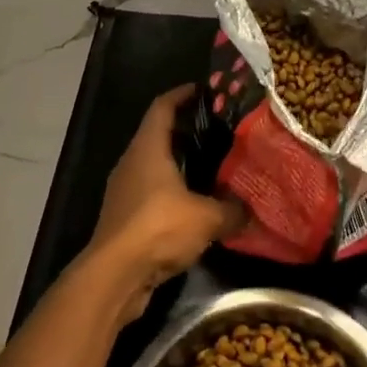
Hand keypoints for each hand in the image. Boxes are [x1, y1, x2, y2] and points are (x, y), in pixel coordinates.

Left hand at [87, 85, 244, 324]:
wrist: (114, 275)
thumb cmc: (158, 228)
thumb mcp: (206, 218)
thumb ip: (231, 210)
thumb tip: (252, 209)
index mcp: (148, 147)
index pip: (163, 106)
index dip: (182, 94)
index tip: (203, 90)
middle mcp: (132, 161)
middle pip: (158, 134)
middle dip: (186, 131)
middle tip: (217, 132)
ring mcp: (124, 189)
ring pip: (153, 166)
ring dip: (178, 165)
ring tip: (210, 169)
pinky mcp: (122, 217)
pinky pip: (149, 193)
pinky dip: (170, 193)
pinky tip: (193, 207)